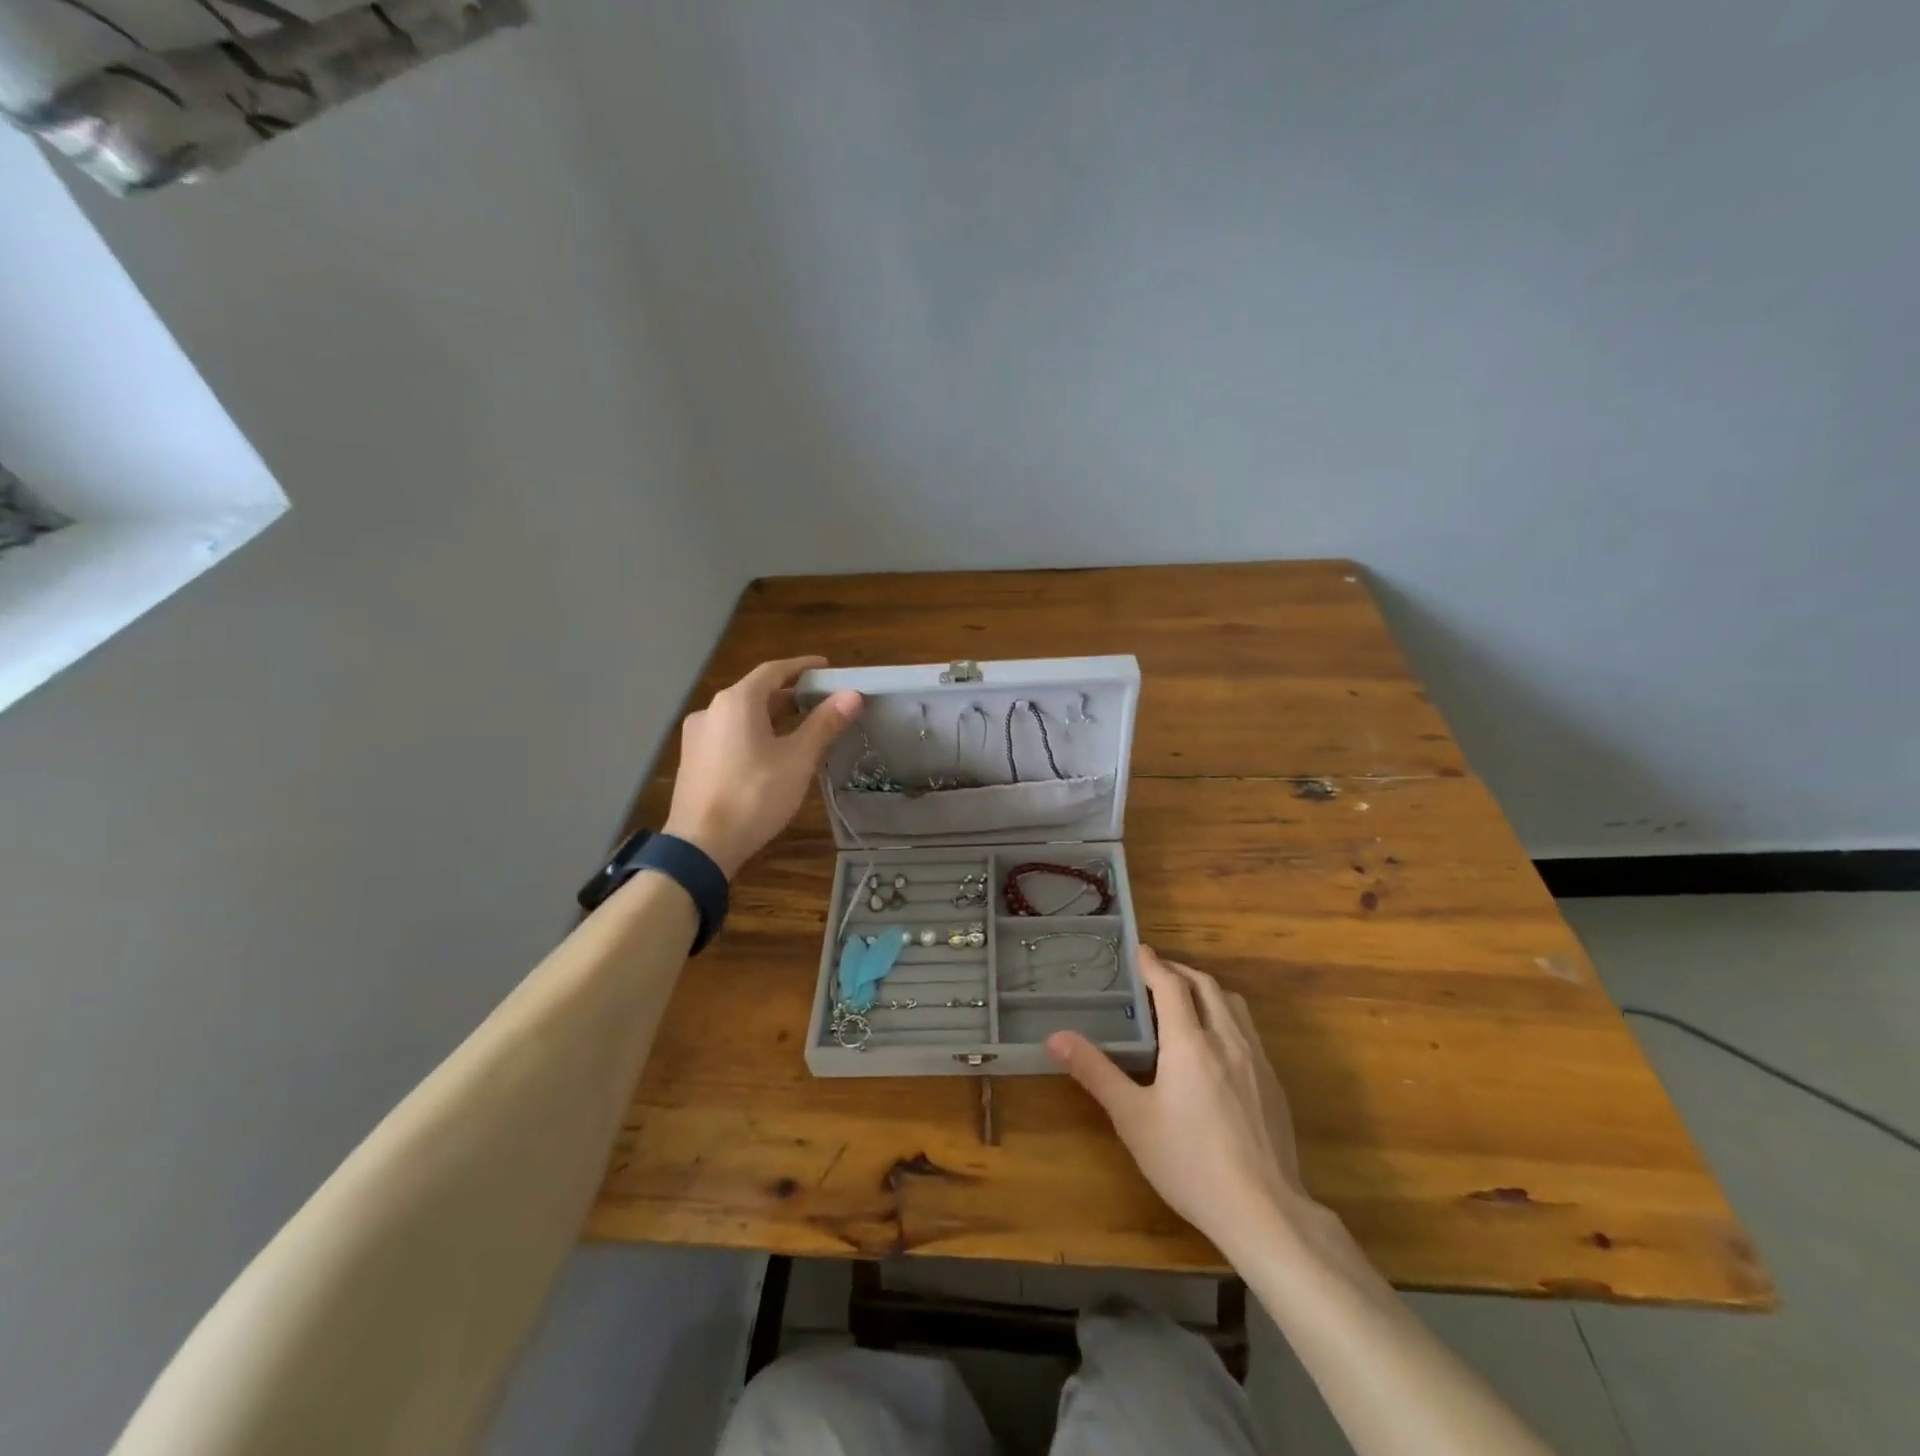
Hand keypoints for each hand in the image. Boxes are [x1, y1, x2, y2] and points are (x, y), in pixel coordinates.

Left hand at [663, 656, 861, 878]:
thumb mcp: (798, 759)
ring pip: (742, 715)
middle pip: (757, 691)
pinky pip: (729, 734)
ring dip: (772, 715)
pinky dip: (754, 733)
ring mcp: (697, 735)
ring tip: (802, 728)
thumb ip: (825, 723)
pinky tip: (771, 752)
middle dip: (790, 694)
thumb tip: (853, 695)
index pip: (774, 670)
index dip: (803, 667)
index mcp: (737, 701)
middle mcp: (712, 709)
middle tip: (822, 702)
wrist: (701, 845)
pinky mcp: (693, 759)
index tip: (827, 668)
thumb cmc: (755, 795)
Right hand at [1048, 947, 1313, 1253]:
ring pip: (1233, 1005)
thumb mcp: (1132, 1119)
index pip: (1172, 986)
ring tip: (1186, 1000)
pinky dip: (1225, 1016)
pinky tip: (1215, 1045)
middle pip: (1206, 986)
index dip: (1154, 964)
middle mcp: (1227, 1040)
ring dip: (1207, 990)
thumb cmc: (1189, 1162)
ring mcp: (1256, 1061)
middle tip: (1157, 974)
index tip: (1140, 950)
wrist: (1265, 1211)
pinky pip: (1248, 1030)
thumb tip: (1056, 1036)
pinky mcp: (1273, 1084)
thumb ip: (1096, 1072)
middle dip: (1180, 972)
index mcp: (1190, 1043)